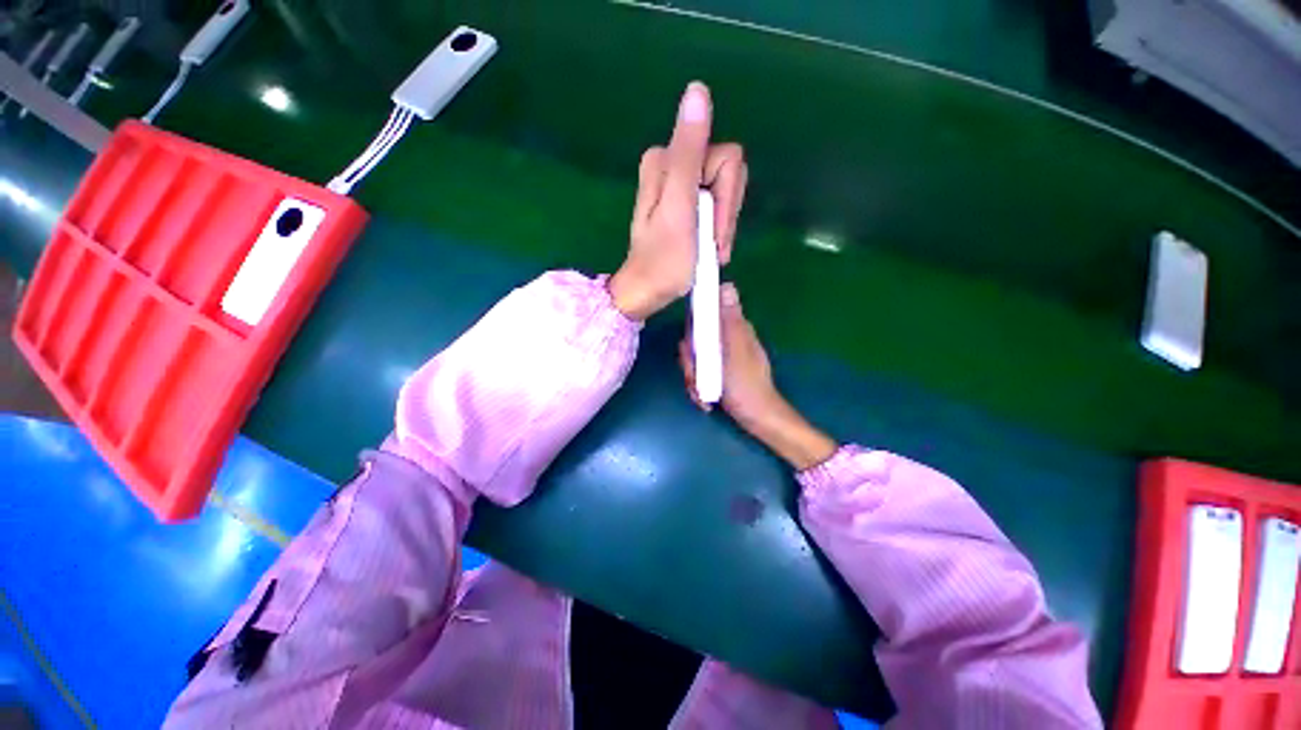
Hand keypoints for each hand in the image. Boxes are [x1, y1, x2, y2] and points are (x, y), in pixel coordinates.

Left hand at [608, 82, 748, 319]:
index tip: (713, 230)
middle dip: (726, 214)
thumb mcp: (680, 207)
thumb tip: (697, 91)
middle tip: (713, 244)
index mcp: (668, 159)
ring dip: (724, 226)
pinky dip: (718, 230)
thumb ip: (689, 152)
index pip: (728, 158)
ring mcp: (680, 185)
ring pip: (726, 193)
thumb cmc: (665, 260)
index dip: (728, 199)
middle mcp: (673, 164)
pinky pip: (717, 207)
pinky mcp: (685, 204)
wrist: (648, 292)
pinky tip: (709, 248)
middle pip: (728, 174)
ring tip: (711, 251)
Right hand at [679, 284, 837, 469]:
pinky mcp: (719, 371)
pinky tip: (704, 398)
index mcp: (734, 329)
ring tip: (701, 392)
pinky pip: (700, 372)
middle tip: (695, 377)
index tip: (692, 351)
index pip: (704, 316)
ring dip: (693, 377)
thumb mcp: (735, 350)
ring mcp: (722, 356)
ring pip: (695, 358)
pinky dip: (699, 385)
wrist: (756, 416)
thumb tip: (727, 285)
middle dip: (691, 362)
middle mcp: (727, 339)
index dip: (692, 332)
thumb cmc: (745, 384)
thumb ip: (729, 320)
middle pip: (695, 340)